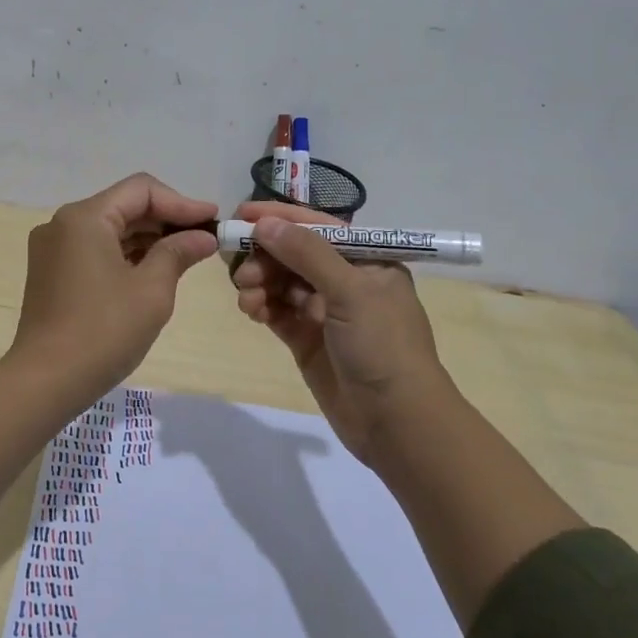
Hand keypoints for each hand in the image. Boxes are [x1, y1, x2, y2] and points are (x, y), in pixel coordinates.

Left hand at [8, 174, 219, 405]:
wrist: (46, 381)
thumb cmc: (104, 331)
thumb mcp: (151, 290)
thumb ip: (178, 253)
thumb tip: (203, 236)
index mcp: (84, 218)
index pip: (141, 190)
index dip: (182, 202)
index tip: (214, 220)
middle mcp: (63, 224)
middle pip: (124, 206)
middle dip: (166, 220)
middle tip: (205, 238)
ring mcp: (53, 249)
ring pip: (110, 229)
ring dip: (148, 238)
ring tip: (186, 255)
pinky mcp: (51, 273)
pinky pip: (95, 250)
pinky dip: (126, 255)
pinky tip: (154, 270)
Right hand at [231, 201, 451, 466]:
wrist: (397, 422)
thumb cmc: (383, 346)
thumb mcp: (351, 292)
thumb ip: (307, 254)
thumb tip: (265, 223)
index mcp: (367, 260)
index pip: (317, 227)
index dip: (279, 218)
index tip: (241, 215)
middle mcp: (345, 280)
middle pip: (294, 254)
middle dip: (265, 255)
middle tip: (239, 266)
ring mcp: (324, 311)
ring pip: (281, 283)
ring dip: (259, 282)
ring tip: (246, 295)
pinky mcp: (307, 339)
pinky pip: (277, 311)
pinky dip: (261, 306)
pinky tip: (251, 310)